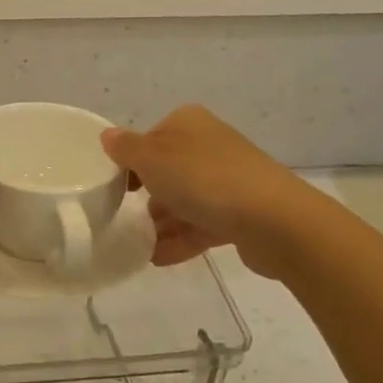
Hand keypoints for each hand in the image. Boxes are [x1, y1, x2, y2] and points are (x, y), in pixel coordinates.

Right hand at [100, 106, 325, 278]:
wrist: (274, 221)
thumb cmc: (204, 179)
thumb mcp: (152, 159)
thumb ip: (126, 149)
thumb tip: (108, 136)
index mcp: (188, 123)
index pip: (149, 139)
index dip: (130, 163)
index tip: (115, 188)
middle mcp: (210, 145)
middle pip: (167, 171)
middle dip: (146, 197)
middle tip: (122, 218)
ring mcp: (229, 180)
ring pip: (184, 200)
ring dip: (161, 224)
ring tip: (137, 247)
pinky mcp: (241, 213)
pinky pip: (202, 225)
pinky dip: (180, 240)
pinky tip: (158, 259)